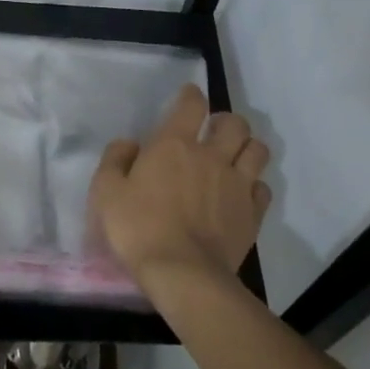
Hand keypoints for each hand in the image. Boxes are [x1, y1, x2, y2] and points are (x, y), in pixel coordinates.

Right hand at [90, 83, 272, 286]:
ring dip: (246, 148)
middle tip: (214, 131)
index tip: (189, 96)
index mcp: (174, 145)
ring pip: (257, 150)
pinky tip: (242, 194)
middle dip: (226, 121)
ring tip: (234, 157)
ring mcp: (237, 184)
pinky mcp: (252, 214)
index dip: (191, 95)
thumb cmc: (138, 229)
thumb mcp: (106, 192)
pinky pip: (262, 188)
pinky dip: (254, 185)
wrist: (182, 273)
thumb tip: (129, 144)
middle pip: (235, 123)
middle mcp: (212, 156)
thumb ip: (115, 160)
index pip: (192, 105)